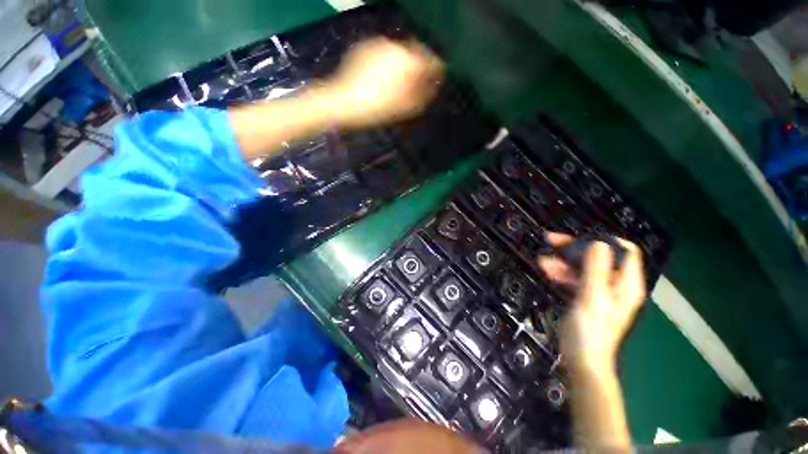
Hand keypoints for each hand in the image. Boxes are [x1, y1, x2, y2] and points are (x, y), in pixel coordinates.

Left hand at [322, 37, 444, 127]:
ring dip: (403, 65)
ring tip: (396, 84)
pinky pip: (385, 54)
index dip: (436, 74)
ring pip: (400, 53)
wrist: (344, 102)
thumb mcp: (407, 108)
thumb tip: (433, 87)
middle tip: (414, 86)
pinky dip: (388, 63)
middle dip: (418, 69)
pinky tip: (381, 78)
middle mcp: (398, 47)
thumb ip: (424, 95)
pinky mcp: (366, 47)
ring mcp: (380, 44)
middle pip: (417, 55)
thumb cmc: (379, 109)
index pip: (433, 62)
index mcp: (410, 62)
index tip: (433, 85)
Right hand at [538, 233, 646, 371]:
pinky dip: (561, 272)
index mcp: (625, 283)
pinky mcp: (585, 295)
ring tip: (543, 259)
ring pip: (583, 265)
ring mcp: (599, 290)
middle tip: (551, 240)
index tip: (580, 238)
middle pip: (599, 256)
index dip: (604, 240)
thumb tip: (597, 243)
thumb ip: (596, 270)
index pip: (625, 251)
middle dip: (575, 247)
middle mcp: (615, 284)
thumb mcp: (593, 298)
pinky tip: (547, 269)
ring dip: (563, 260)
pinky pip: (574, 277)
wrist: (581, 358)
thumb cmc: (590, 331)